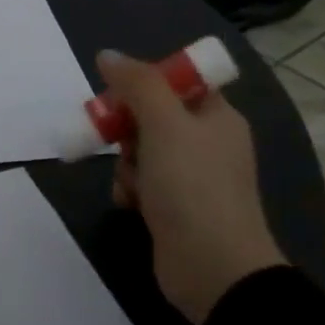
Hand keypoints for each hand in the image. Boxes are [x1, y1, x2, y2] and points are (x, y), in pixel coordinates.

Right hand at [101, 50, 285, 324]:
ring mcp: (191, 178)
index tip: (119, 96)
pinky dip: (129, 188)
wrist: (213, 269)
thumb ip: (136, 84)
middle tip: (114, 139)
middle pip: (152, 116)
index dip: (144, 84)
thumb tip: (108, 55)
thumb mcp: (164, 123)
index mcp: (216, 117)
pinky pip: (141, 183)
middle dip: (127, 128)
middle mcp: (207, 143)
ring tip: (132, 182)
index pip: (176, 82)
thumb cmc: (192, 186)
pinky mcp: (174, 208)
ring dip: (126, 163)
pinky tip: (129, 202)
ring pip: (141, 150)